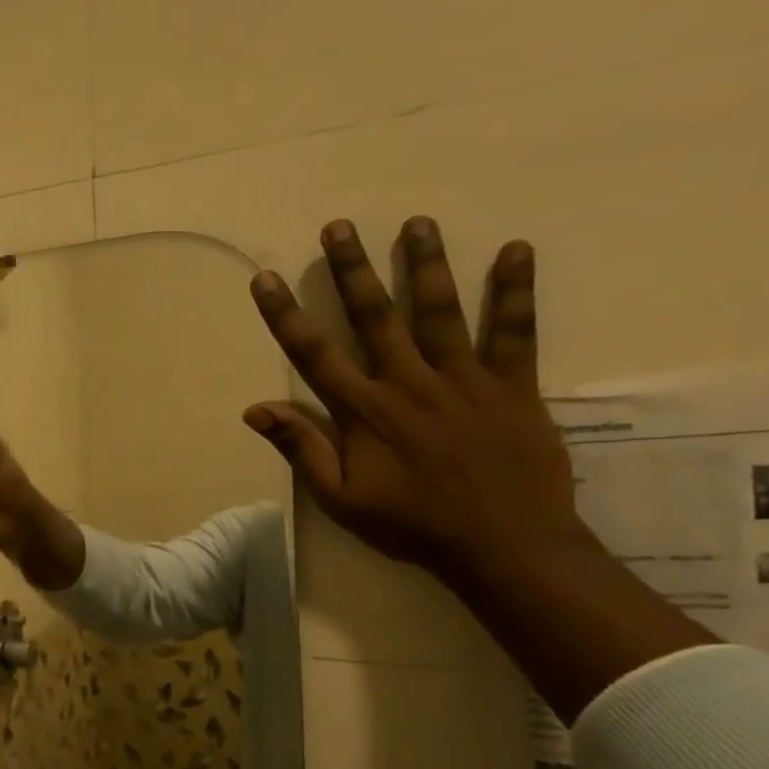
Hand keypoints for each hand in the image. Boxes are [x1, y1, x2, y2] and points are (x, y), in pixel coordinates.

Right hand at [244, 217, 588, 581]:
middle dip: (352, 270)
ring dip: (425, 265)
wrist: (504, 545)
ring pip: (440, 311)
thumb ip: (301, 448)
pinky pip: (515, 332)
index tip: (265, 278)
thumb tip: (253, 409)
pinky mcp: (513, 386)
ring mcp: (464, 380)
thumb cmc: (412, 523)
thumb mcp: (340, 497)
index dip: (285, 314)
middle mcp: (408, 383)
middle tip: (339, 227)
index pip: (313, 354)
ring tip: (416, 223)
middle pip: (375, 316)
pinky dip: (515, 291)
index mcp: (364, 411)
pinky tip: (515, 250)